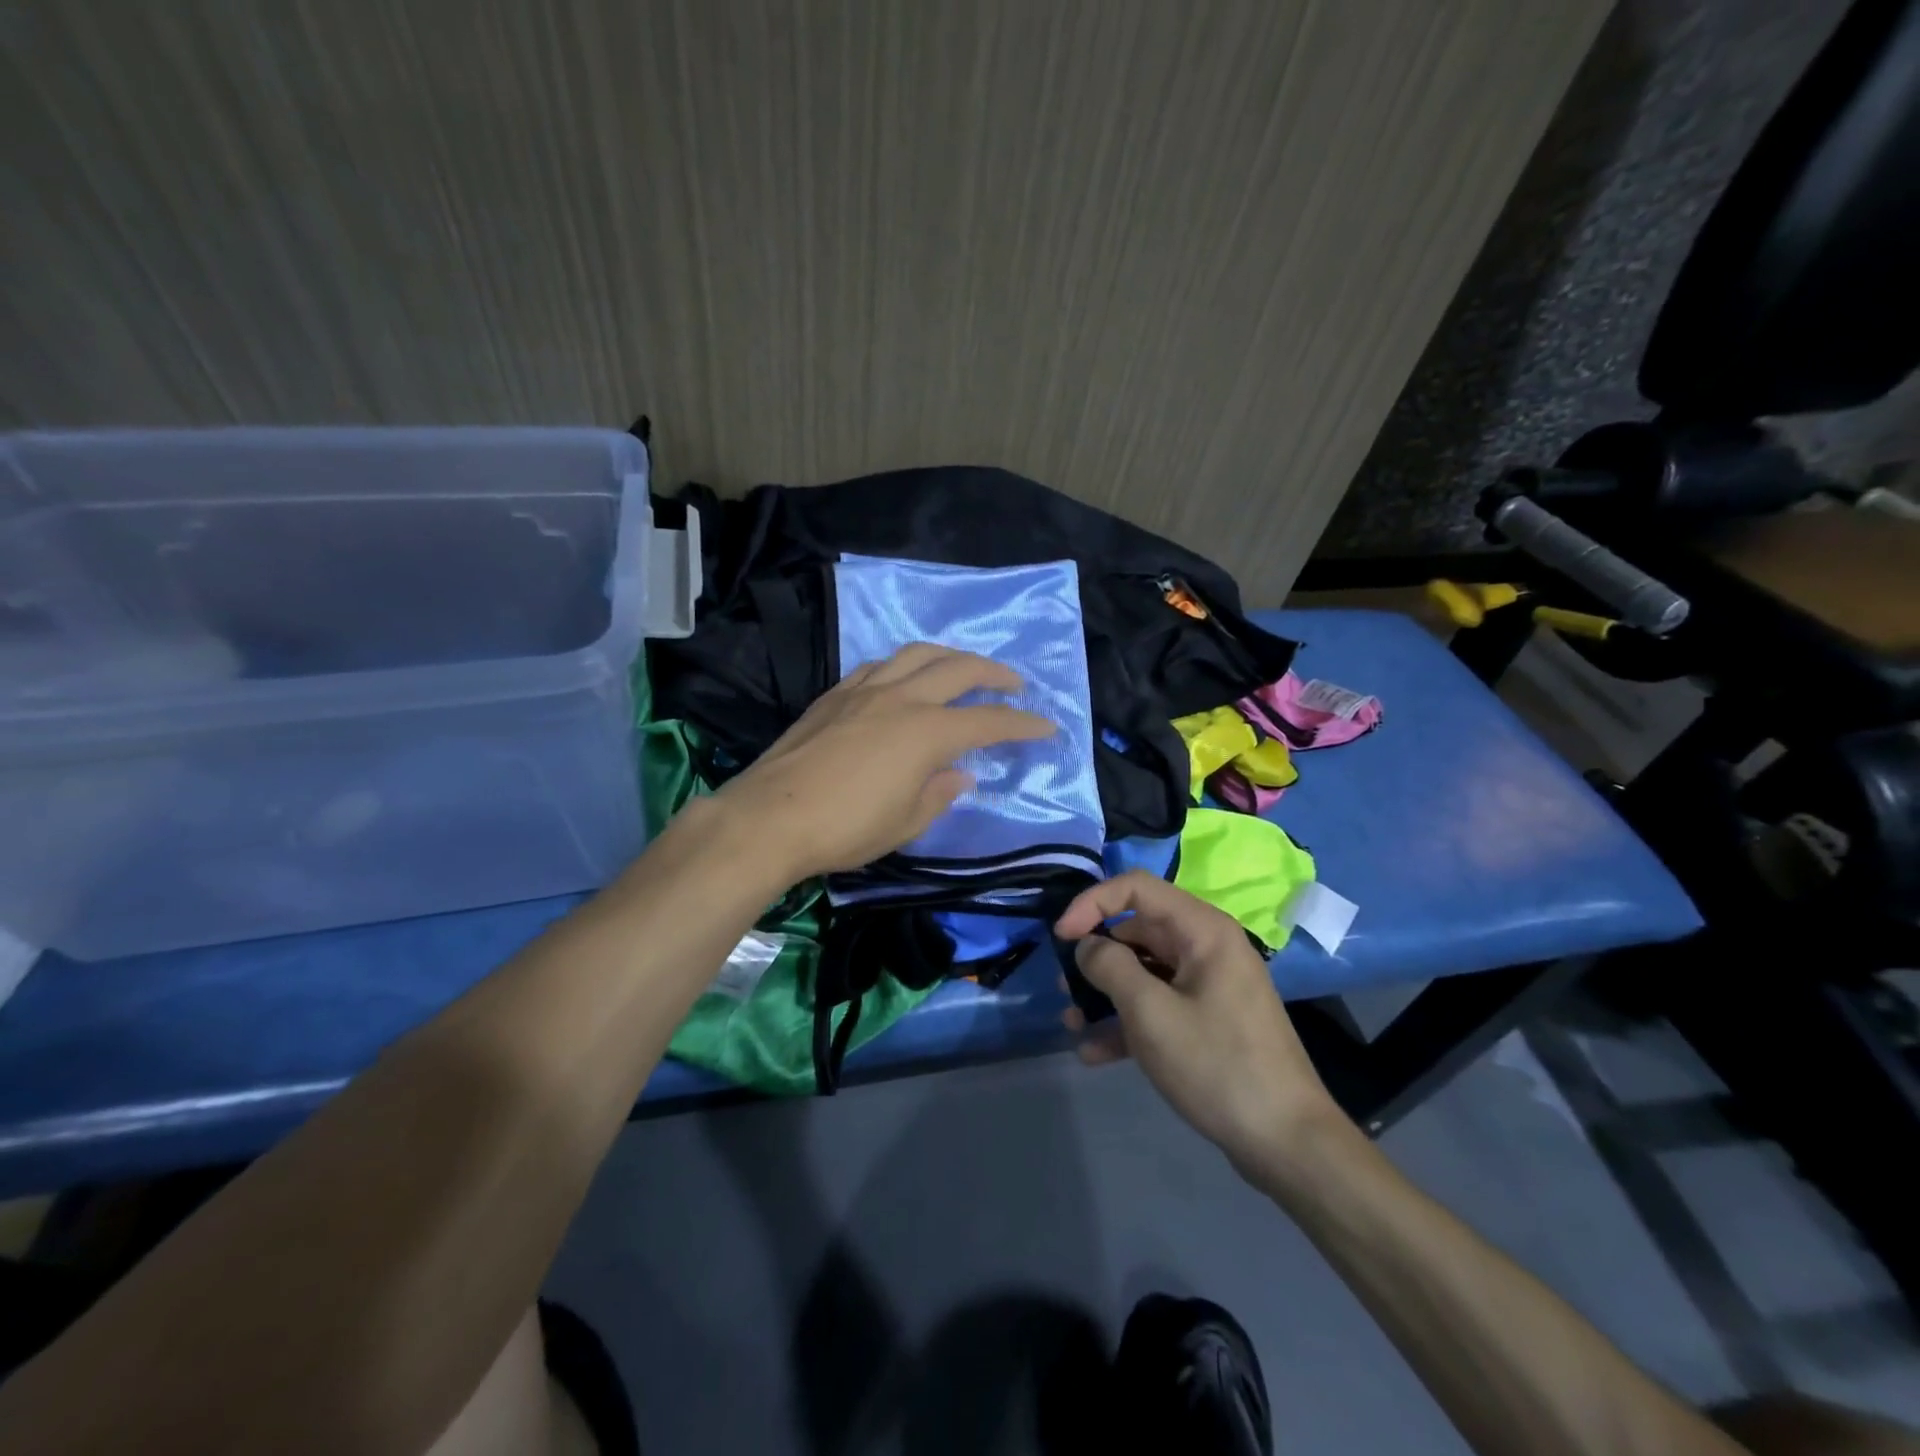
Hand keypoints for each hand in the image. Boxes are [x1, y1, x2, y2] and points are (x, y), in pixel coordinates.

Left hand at [714, 643, 1053, 880]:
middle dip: (994, 673)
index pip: (988, 721)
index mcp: (927, 732)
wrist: (770, 817)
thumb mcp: (905, 822)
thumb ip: (939, 793)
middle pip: (959, 669)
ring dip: (950, 656)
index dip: (1022, 724)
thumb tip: (960, 775)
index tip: (1046, 727)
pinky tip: (904, 677)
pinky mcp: (835, 694)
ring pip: (917, 654)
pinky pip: (879, 665)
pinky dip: (904, 665)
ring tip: (963, 667)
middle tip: (1014, 683)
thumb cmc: (845, 828)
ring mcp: (864, 690)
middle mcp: (901, 698)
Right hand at [1055, 872, 1339, 1173]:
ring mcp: (1209, 986)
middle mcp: (1206, 948)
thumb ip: (1111, 968)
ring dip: (1105, 993)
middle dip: (1096, 956)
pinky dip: (1127, 1023)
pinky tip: (1095, 1054)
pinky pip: (1159, 1006)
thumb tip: (1087, 946)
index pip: (1135, 888)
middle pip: (1137, 931)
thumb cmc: (1217, 1065)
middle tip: (1064, 988)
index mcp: (1202, 930)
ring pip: (1144, 972)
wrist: (1288, 1143)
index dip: (1092, 904)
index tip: (1061, 938)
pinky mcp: (1208, 1021)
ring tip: (1072, 1024)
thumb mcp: (1152, 1013)